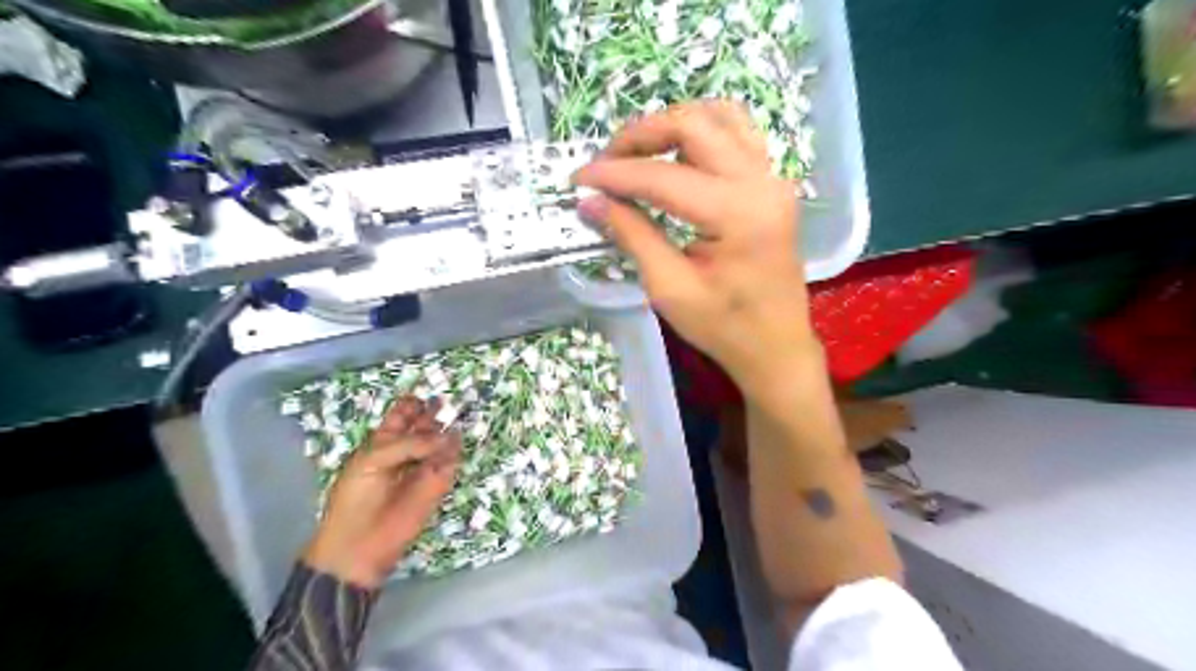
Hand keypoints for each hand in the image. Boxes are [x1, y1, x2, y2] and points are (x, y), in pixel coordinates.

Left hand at [305, 395, 461, 588]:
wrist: (359, 545)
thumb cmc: (355, 499)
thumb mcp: (372, 461)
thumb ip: (408, 444)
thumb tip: (445, 437)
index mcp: (384, 441)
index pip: (403, 415)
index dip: (413, 403)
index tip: (425, 394)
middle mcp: (407, 450)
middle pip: (426, 425)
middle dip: (436, 413)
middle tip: (449, 401)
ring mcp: (424, 467)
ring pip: (442, 442)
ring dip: (449, 431)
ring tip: (459, 417)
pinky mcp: (438, 485)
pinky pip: (450, 463)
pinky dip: (455, 453)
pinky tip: (456, 444)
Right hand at [577, 103, 824, 390]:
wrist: (775, 346)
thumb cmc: (724, 327)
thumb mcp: (670, 288)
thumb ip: (632, 236)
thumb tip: (590, 201)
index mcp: (738, 214)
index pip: (663, 177)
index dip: (614, 174)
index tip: (578, 179)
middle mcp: (761, 182)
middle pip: (694, 126)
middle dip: (641, 135)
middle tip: (606, 162)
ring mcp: (772, 178)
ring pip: (719, 117)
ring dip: (672, 127)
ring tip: (637, 154)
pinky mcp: (771, 184)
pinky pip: (736, 134)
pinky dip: (701, 134)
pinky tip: (676, 157)